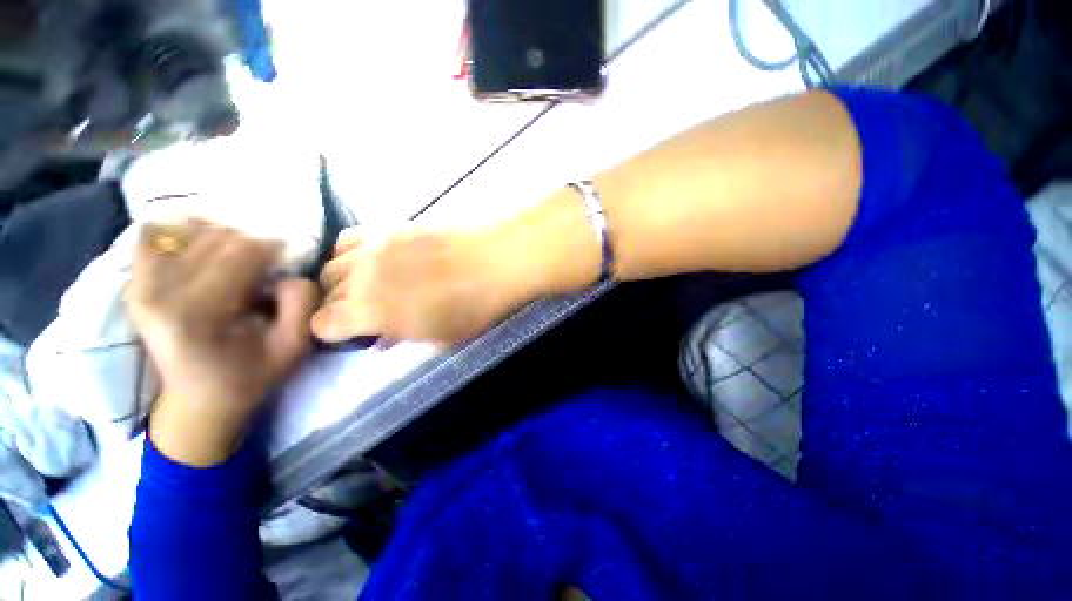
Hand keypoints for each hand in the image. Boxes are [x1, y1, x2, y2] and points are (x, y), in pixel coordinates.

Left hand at [127, 221, 318, 465]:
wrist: (197, 401)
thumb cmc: (250, 376)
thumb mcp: (293, 348)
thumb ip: (301, 306)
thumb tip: (287, 275)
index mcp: (196, 314)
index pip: (240, 253)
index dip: (273, 250)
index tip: (286, 262)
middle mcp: (158, 294)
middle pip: (215, 238)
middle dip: (249, 246)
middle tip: (263, 269)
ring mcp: (139, 288)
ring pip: (189, 232)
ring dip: (221, 241)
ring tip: (236, 264)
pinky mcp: (133, 286)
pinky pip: (153, 238)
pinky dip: (180, 236)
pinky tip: (200, 253)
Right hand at [311, 228, 531, 345]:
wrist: (496, 261)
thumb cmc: (472, 308)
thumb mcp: (438, 337)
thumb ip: (401, 336)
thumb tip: (381, 338)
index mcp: (368, 310)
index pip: (320, 323)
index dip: (332, 332)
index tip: (353, 334)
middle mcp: (361, 275)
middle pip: (324, 290)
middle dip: (338, 305)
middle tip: (365, 312)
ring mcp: (374, 246)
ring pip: (333, 261)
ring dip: (342, 277)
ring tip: (368, 284)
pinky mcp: (391, 226)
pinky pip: (353, 237)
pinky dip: (354, 252)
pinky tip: (376, 259)